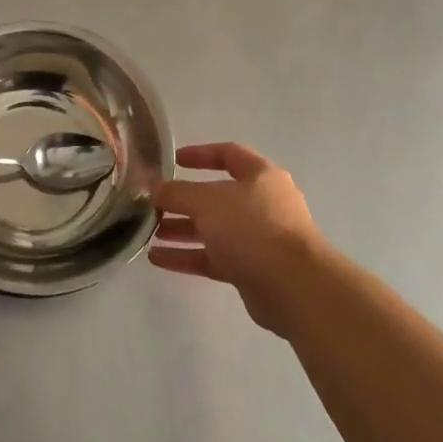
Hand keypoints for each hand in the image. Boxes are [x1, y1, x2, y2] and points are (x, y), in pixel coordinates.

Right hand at [150, 142, 327, 333]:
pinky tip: (157, 259)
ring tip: (149, 234)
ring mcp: (258, 239)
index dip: (200, 155)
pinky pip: (213, 258)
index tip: (172, 161)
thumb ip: (177, 192)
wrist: (294, 286)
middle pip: (216, 197)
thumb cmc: (252, 228)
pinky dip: (187, 257)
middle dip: (183, 201)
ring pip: (213, 230)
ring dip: (181, 230)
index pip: (228, 154)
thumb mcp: (207, 201)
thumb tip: (155, 189)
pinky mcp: (251, 270)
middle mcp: (262, 204)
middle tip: (153, 205)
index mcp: (260, 176)